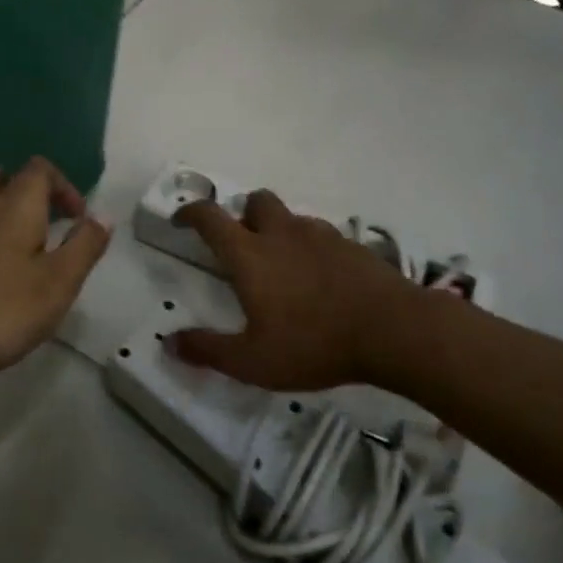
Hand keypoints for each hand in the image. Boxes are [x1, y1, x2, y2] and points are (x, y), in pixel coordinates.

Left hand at [0, 158, 109, 389]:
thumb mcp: (58, 284)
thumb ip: (84, 246)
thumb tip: (102, 216)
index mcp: (16, 204)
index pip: (41, 169)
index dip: (64, 187)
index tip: (76, 220)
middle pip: (0, 175)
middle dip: (24, 191)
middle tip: (42, 226)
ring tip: (12, 250)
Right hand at [170, 190, 429, 390]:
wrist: (393, 330)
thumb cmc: (313, 343)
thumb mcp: (253, 361)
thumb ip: (208, 350)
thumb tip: (168, 343)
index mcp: (250, 254)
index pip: (210, 218)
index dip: (191, 213)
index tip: (181, 220)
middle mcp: (281, 233)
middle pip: (256, 201)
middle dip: (243, 213)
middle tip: (242, 243)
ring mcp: (320, 235)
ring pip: (291, 217)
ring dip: (279, 230)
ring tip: (283, 265)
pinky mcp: (352, 246)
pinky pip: (322, 235)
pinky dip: (312, 247)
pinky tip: (321, 278)